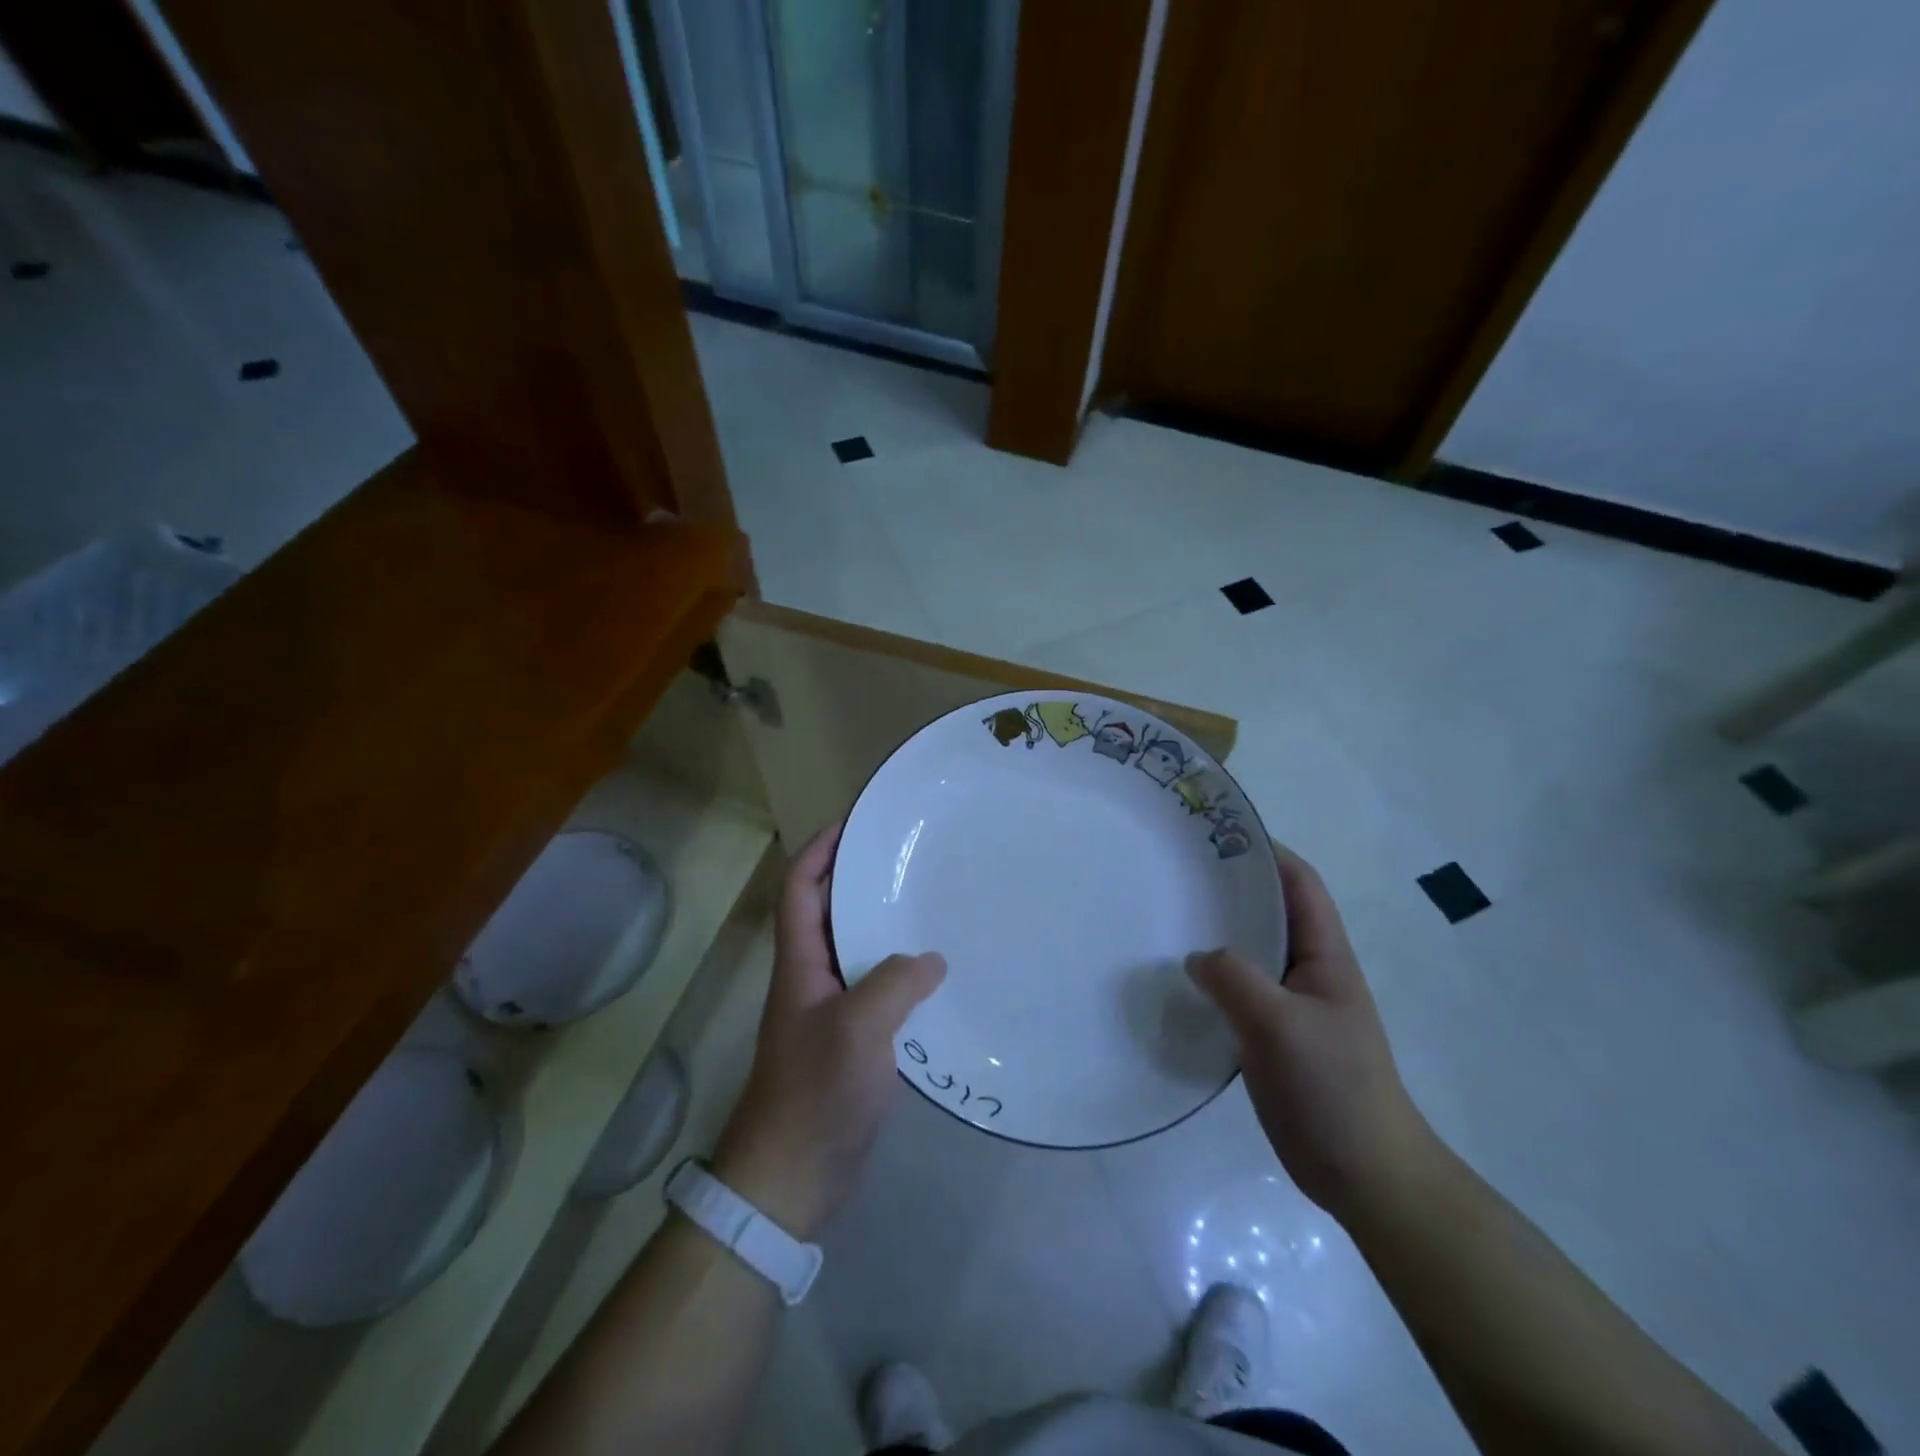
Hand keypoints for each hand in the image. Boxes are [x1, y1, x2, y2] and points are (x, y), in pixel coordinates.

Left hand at [712, 822, 945, 1240]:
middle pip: (830, 913)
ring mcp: (831, 1011)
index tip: (854, 823)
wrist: (792, 1177)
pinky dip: (901, 973)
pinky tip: (937, 975)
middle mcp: (812, 978)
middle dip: (860, 879)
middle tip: (908, 858)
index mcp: (800, 963)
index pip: (800, 890)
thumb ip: (896, 983)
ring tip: (930, 905)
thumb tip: (932, 959)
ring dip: (885, 925)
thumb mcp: (857, 1028)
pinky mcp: (851, 1040)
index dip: (819, 850)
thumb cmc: (815, 1091)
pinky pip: (877, 990)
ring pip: (856, 951)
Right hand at [1186, 844, 1437, 1225]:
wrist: (1364, 1175)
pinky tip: (1174, 979)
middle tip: (1173, 871)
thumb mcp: (1281, 1024)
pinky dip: (1208, 978)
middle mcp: (1306, 970)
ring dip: (1214, 933)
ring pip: (1247, 952)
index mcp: (1324, 955)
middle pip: (1267, 911)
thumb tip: (1196, 955)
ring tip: (1163, 917)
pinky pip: (1235, 991)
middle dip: (1228, 887)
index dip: (1265, 851)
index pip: (1298, 884)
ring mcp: (1288, 1005)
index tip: (1215, 833)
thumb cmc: (1334, 1088)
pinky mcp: (1268, 1035)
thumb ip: (1235, 979)